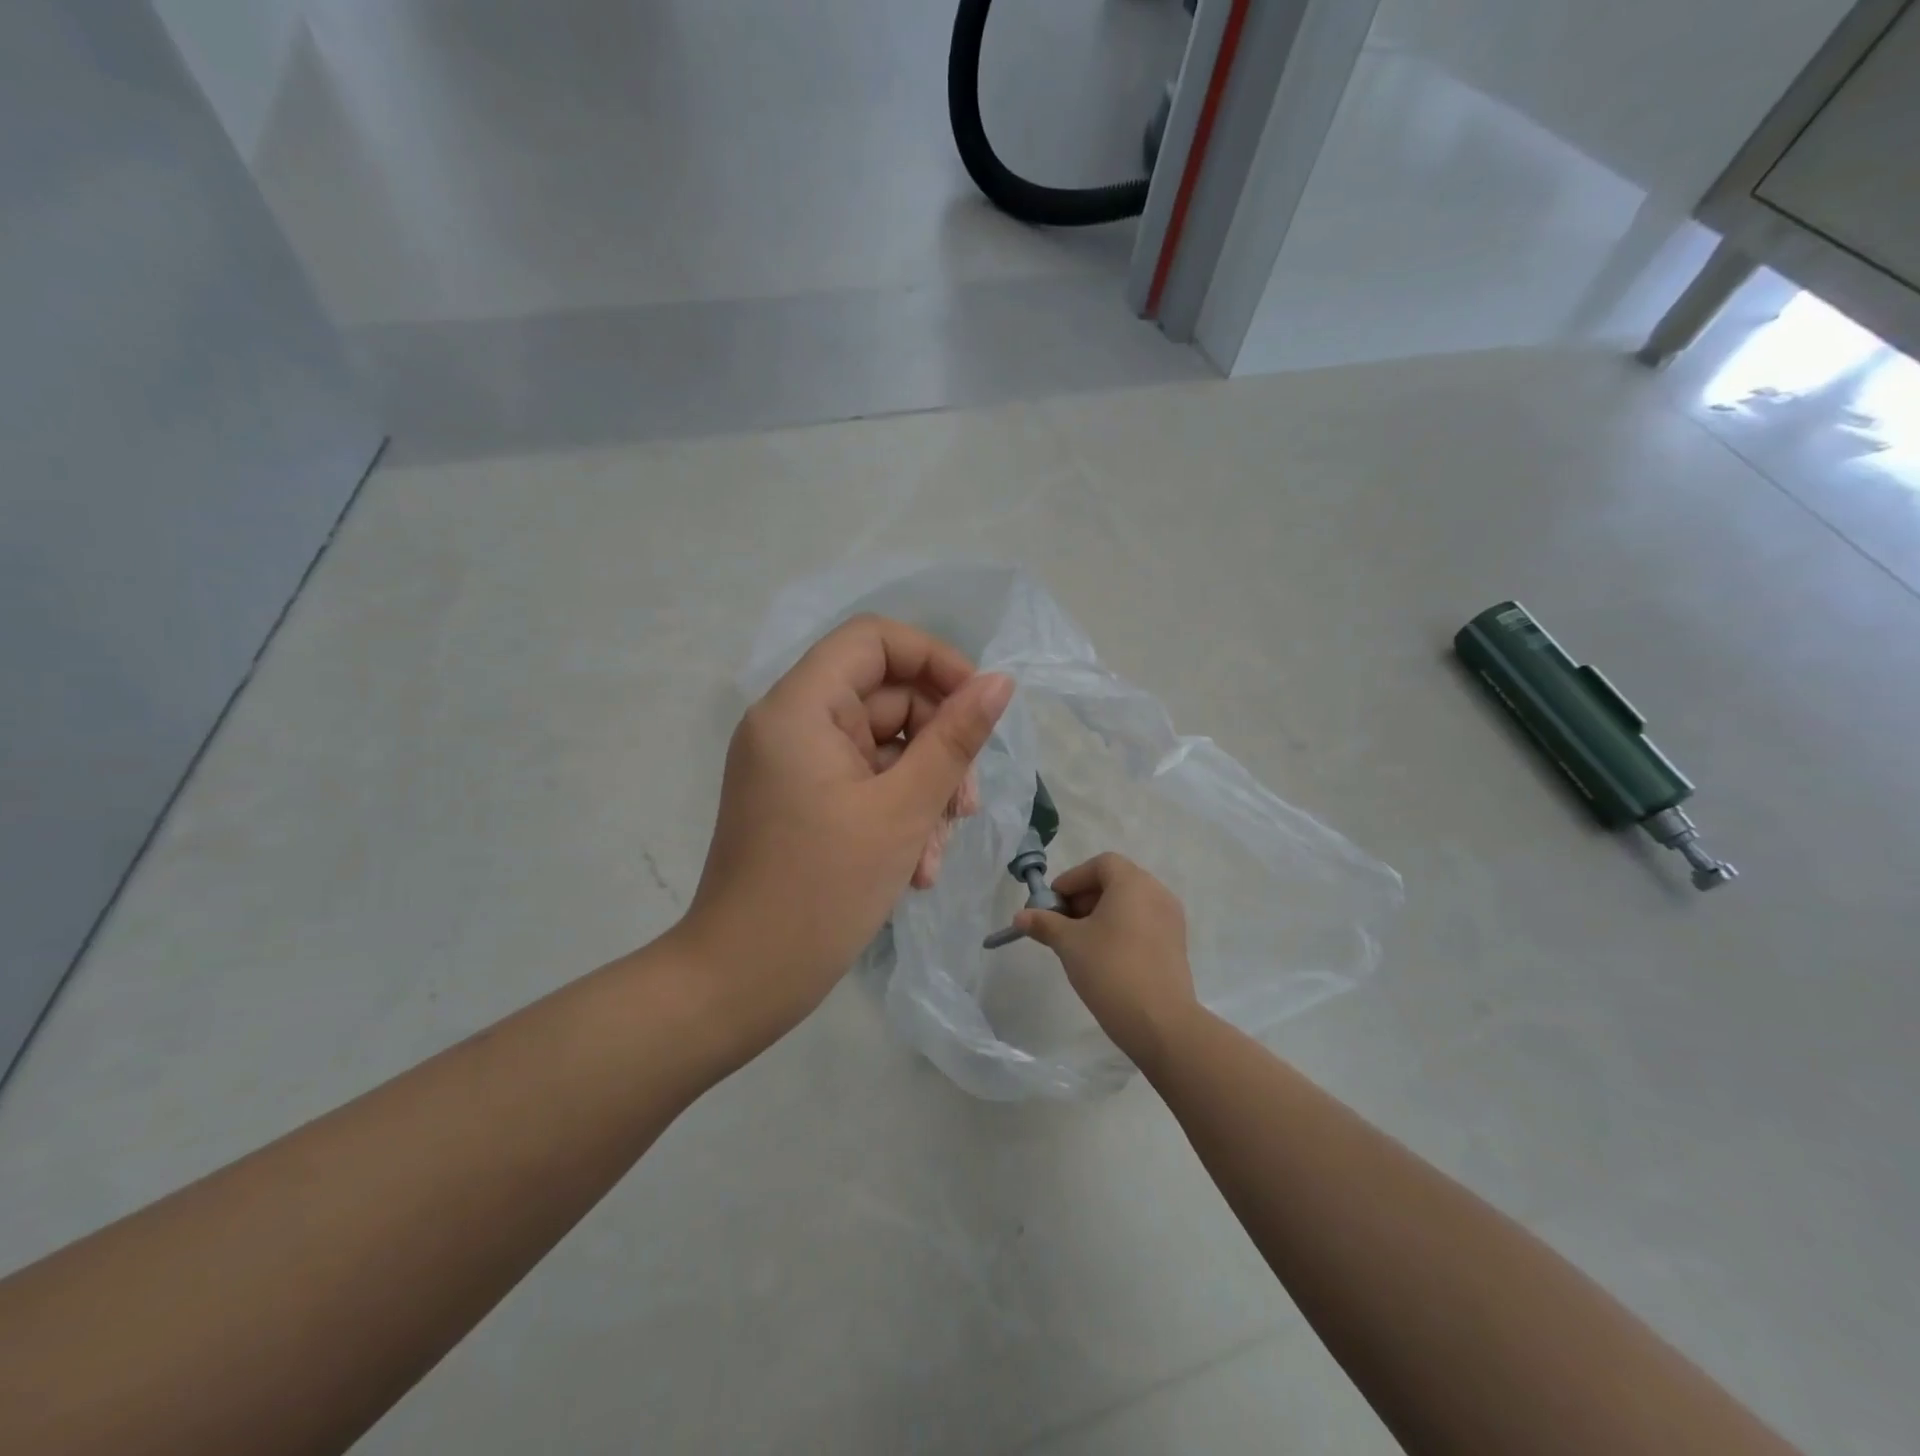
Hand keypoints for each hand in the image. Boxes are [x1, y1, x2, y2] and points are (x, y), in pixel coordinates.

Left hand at [675, 615, 1012, 1063]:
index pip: (874, 640)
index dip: (935, 661)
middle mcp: (790, 723)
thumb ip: (955, 738)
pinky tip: (916, 867)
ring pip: (882, 748)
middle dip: (937, 749)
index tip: (980, 706)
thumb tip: (999, 683)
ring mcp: (794, 764)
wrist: (742, 981)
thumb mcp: (904, 810)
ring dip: (922, 792)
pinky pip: (862, 783)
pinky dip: (896, 813)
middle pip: (885, 698)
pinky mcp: (800, 800)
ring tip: (935, 853)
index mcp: (800, 707)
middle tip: (966, 807)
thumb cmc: (823, 890)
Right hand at [1016, 854, 1201, 1074]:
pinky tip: (1104, 956)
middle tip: (1062, 923)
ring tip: (1080, 942)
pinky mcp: (1176, 945)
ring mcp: (1171, 920)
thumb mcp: (1069, 944)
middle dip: (1085, 897)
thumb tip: (1020, 917)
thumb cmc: (1110, 969)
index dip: (1073, 879)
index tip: (1053, 903)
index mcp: (1133, 883)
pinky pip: (1143, 923)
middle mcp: (1157, 893)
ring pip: (1130, 904)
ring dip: (1102, 914)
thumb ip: (1044, 924)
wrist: (1160, 1022)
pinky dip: (1121, 928)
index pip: (1101, 864)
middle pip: (1116, 881)